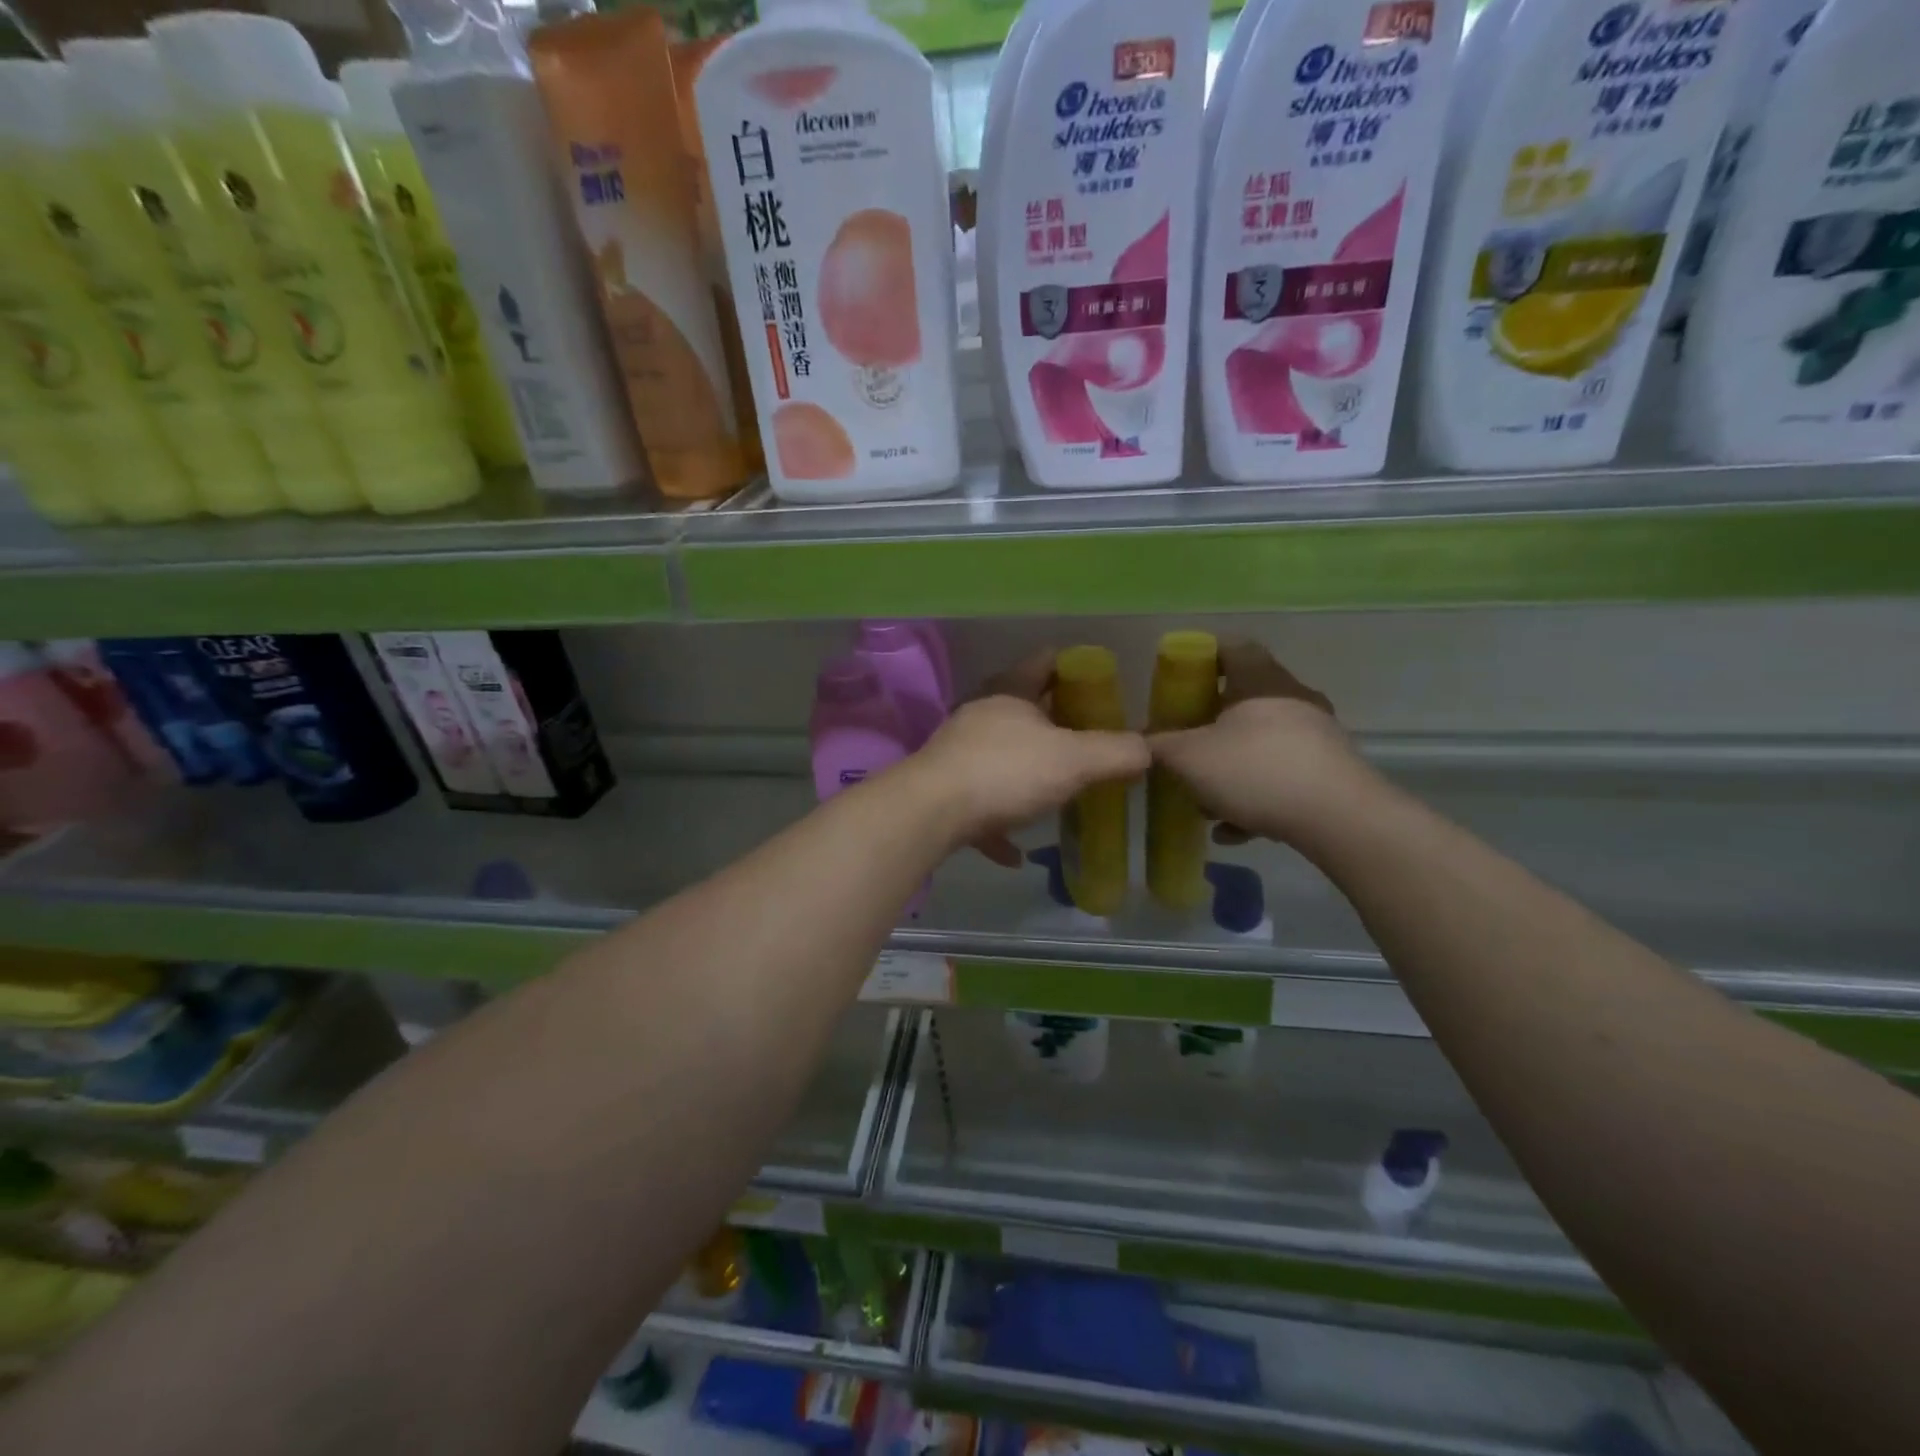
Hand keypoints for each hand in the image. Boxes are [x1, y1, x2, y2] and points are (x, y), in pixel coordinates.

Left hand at [907, 651, 1149, 865]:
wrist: (930, 813)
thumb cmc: (1006, 772)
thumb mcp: (1073, 760)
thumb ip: (1115, 753)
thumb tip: (1148, 749)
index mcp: (1009, 695)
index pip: (1042, 663)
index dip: (1070, 665)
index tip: (1095, 679)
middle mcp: (979, 716)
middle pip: (1019, 708)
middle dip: (1050, 720)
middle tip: (1084, 737)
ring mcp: (956, 753)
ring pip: (997, 755)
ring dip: (1022, 770)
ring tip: (1053, 787)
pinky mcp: (943, 791)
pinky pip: (978, 806)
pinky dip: (997, 823)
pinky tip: (1014, 850)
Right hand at [1148, 643, 1372, 845]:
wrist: (1340, 819)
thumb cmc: (1256, 770)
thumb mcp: (1189, 758)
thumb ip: (1159, 746)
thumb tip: (1141, 741)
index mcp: (1260, 681)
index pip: (1232, 647)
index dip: (1202, 657)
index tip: (1178, 679)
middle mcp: (1293, 700)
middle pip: (1244, 701)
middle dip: (1209, 727)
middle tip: (1184, 747)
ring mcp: (1317, 737)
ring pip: (1261, 746)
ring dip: (1230, 770)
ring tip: (1204, 804)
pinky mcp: (1331, 774)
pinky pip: (1281, 779)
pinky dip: (1254, 799)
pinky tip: (1233, 830)